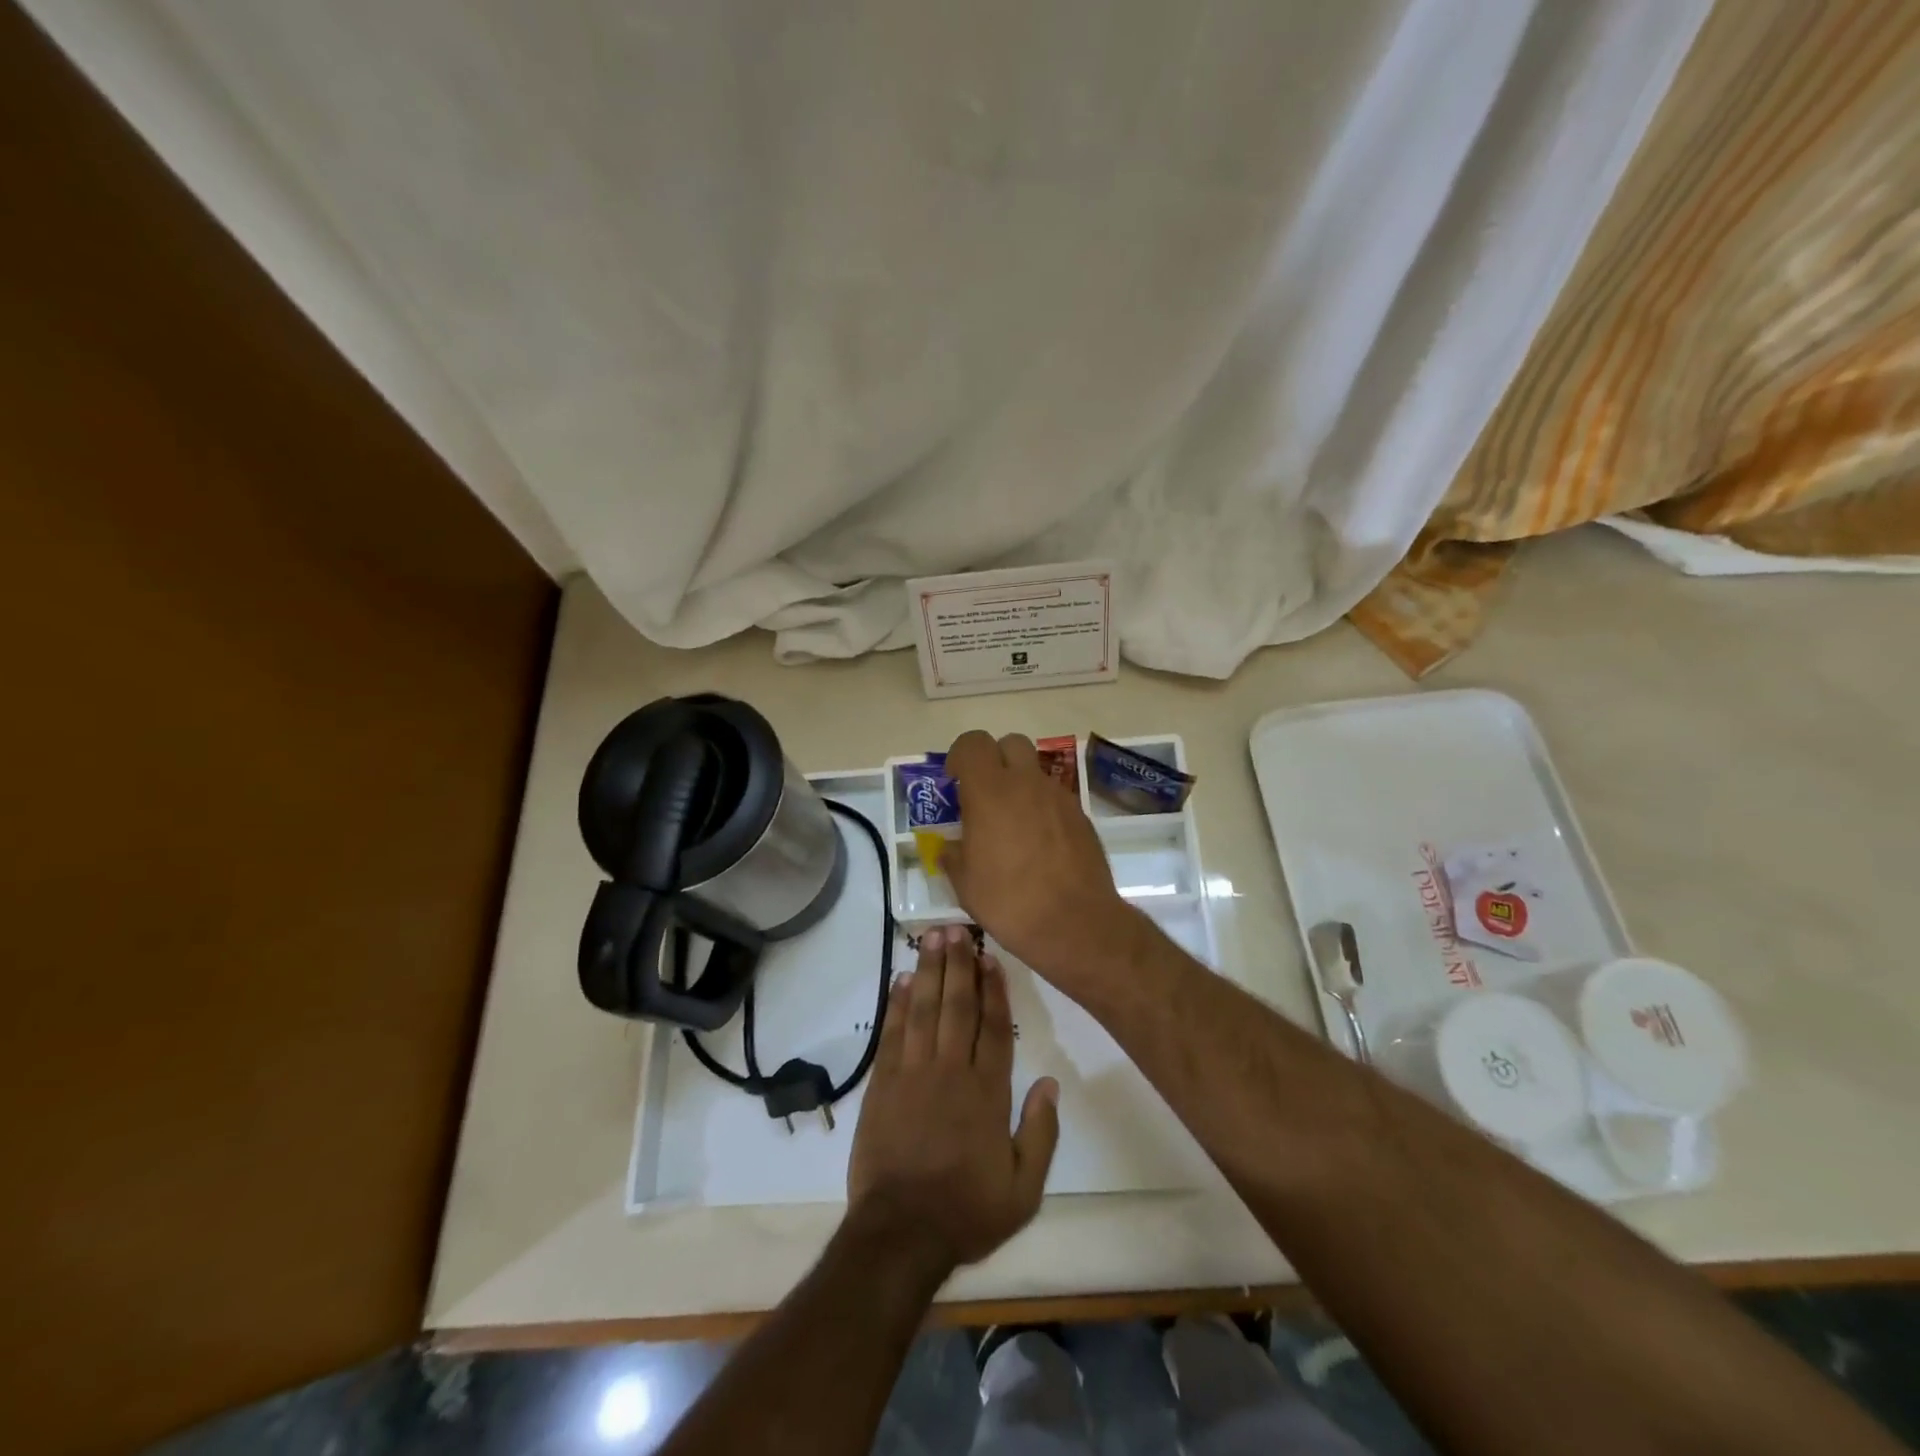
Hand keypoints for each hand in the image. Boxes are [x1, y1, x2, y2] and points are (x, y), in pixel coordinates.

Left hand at [848, 925, 1059, 1273]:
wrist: (900, 1233)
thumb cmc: (966, 1211)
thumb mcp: (1024, 1189)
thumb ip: (1041, 1134)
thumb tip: (1051, 1084)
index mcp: (987, 1092)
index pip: (993, 1027)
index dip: (993, 989)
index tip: (991, 957)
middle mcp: (951, 1071)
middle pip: (957, 1006)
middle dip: (959, 964)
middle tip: (958, 929)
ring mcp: (913, 1073)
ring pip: (924, 1010)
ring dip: (929, 971)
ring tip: (932, 937)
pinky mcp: (883, 1083)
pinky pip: (892, 1033)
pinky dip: (897, 1004)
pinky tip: (901, 979)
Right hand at [942, 730, 1137, 986]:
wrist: (1077, 924)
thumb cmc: (1010, 902)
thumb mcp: (965, 883)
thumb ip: (953, 854)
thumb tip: (951, 846)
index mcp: (991, 791)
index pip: (973, 743)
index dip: (960, 756)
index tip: (955, 782)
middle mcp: (1027, 783)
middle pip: (1010, 743)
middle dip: (994, 760)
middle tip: (985, 794)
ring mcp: (1059, 797)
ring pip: (1035, 771)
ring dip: (1020, 784)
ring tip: (1012, 824)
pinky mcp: (1081, 815)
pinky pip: (1054, 797)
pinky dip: (1041, 807)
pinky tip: (1038, 843)